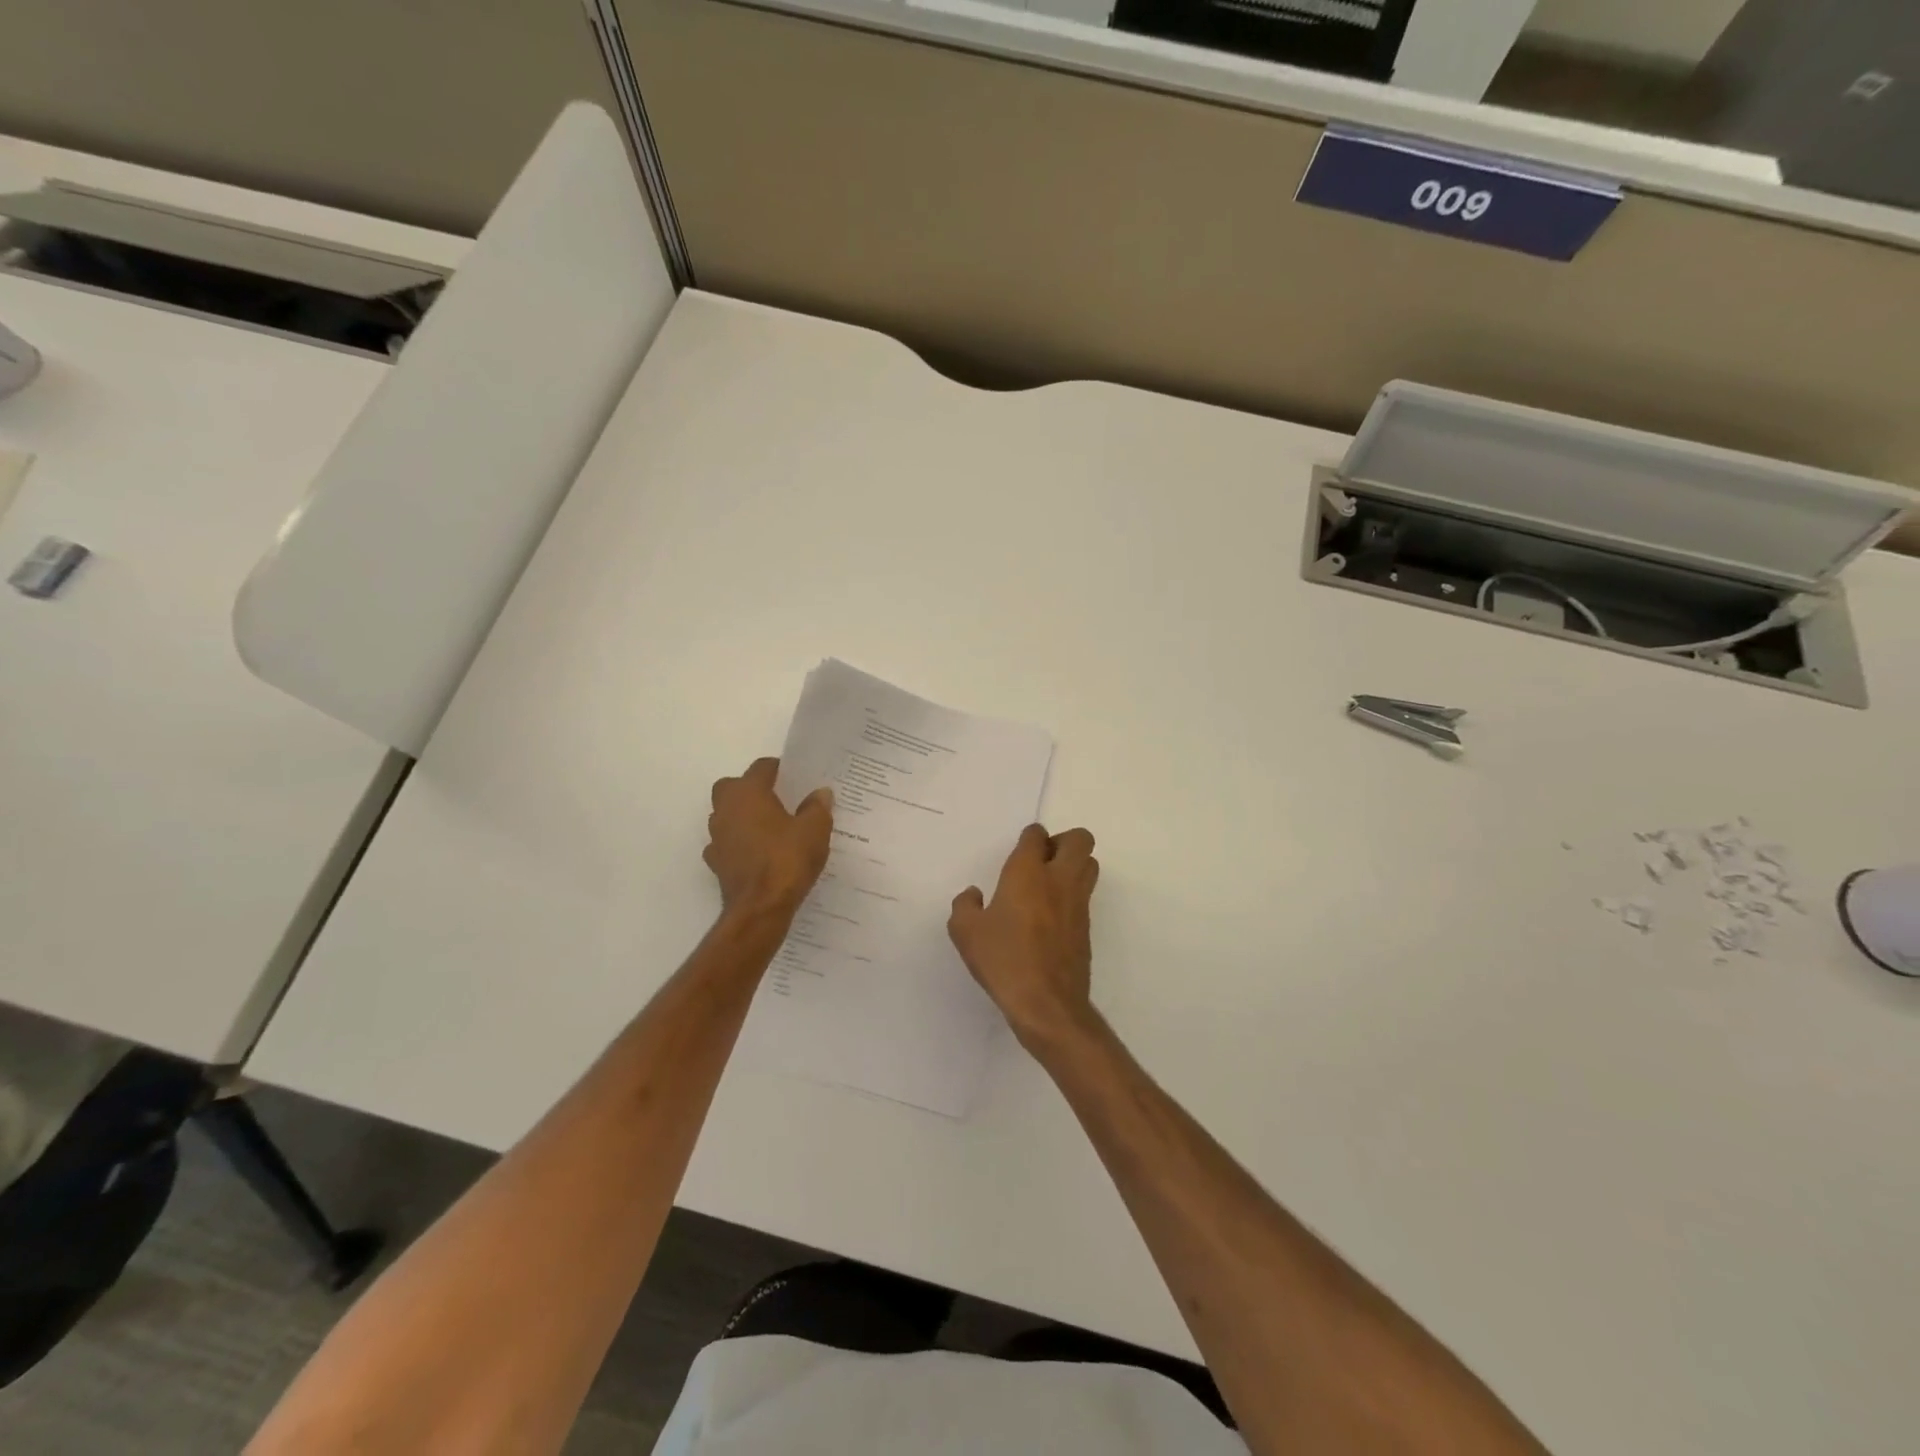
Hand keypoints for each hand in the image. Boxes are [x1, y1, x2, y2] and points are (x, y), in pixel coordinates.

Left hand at [705, 758, 832, 920]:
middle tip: (779, 800)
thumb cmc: (787, 859)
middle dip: (753, 789)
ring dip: (744, 817)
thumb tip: (820, 793)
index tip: (797, 778)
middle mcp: (725, 809)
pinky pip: (728, 843)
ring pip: (727, 815)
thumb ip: (817, 807)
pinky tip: (759, 854)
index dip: (780, 769)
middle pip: (734, 787)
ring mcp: (716, 837)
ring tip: (772, 828)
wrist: (760, 908)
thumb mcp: (815, 829)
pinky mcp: (716, 863)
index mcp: (748, 792)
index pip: (761, 767)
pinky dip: (740, 844)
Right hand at [949, 823, 1100, 1051]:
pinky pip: (1085, 895)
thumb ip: (965, 906)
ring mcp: (1078, 903)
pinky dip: (1073, 895)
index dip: (1029, 838)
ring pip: (1090, 864)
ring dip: (1074, 865)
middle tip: (1041, 861)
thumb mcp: (965, 932)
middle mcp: (1059, 879)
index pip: (1036, 835)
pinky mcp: (1086, 927)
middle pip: (1079, 839)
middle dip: (1063, 841)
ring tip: (1048, 886)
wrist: (1046, 1003)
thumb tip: (974, 895)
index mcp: (1027, 873)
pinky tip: (1050, 917)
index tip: (1017, 854)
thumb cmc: (1003, 960)